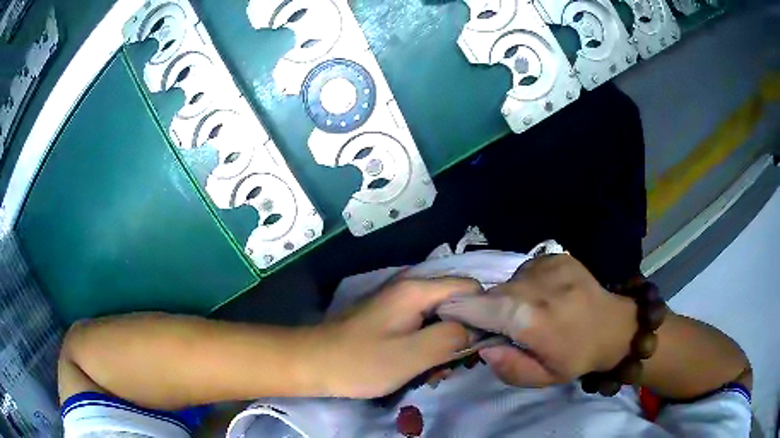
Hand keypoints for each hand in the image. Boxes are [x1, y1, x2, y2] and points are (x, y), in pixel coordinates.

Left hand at [307, 277, 482, 397]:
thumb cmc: (361, 361)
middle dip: (462, 332)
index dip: (482, 313)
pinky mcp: (390, 315)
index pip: (470, 287)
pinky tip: (422, 364)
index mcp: (417, 290)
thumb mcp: (411, 355)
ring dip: (445, 341)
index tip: (481, 343)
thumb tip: (476, 329)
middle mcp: (410, 287)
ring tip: (438, 370)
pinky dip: (429, 342)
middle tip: (456, 364)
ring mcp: (399, 301)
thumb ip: (451, 338)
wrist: (314, 362)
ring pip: (440, 315)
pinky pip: (422, 323)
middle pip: (456, 301)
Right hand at [437, 254, 636, 387]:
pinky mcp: (556, 256)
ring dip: (508, 299)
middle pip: (491, 295)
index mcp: (530, 319)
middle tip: (503, 328)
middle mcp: (534, 286)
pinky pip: (525, 271)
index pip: (476, 307)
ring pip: (507, 283)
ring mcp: (546, 266)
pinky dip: (525, 285)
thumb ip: (508, 367)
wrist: (613, 325)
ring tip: (529, 313)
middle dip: (486, 311)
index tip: (448, 317)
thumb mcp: (542, 378)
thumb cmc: (576, 357)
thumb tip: (483, 347)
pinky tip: (544, 296)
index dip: (457, 311)